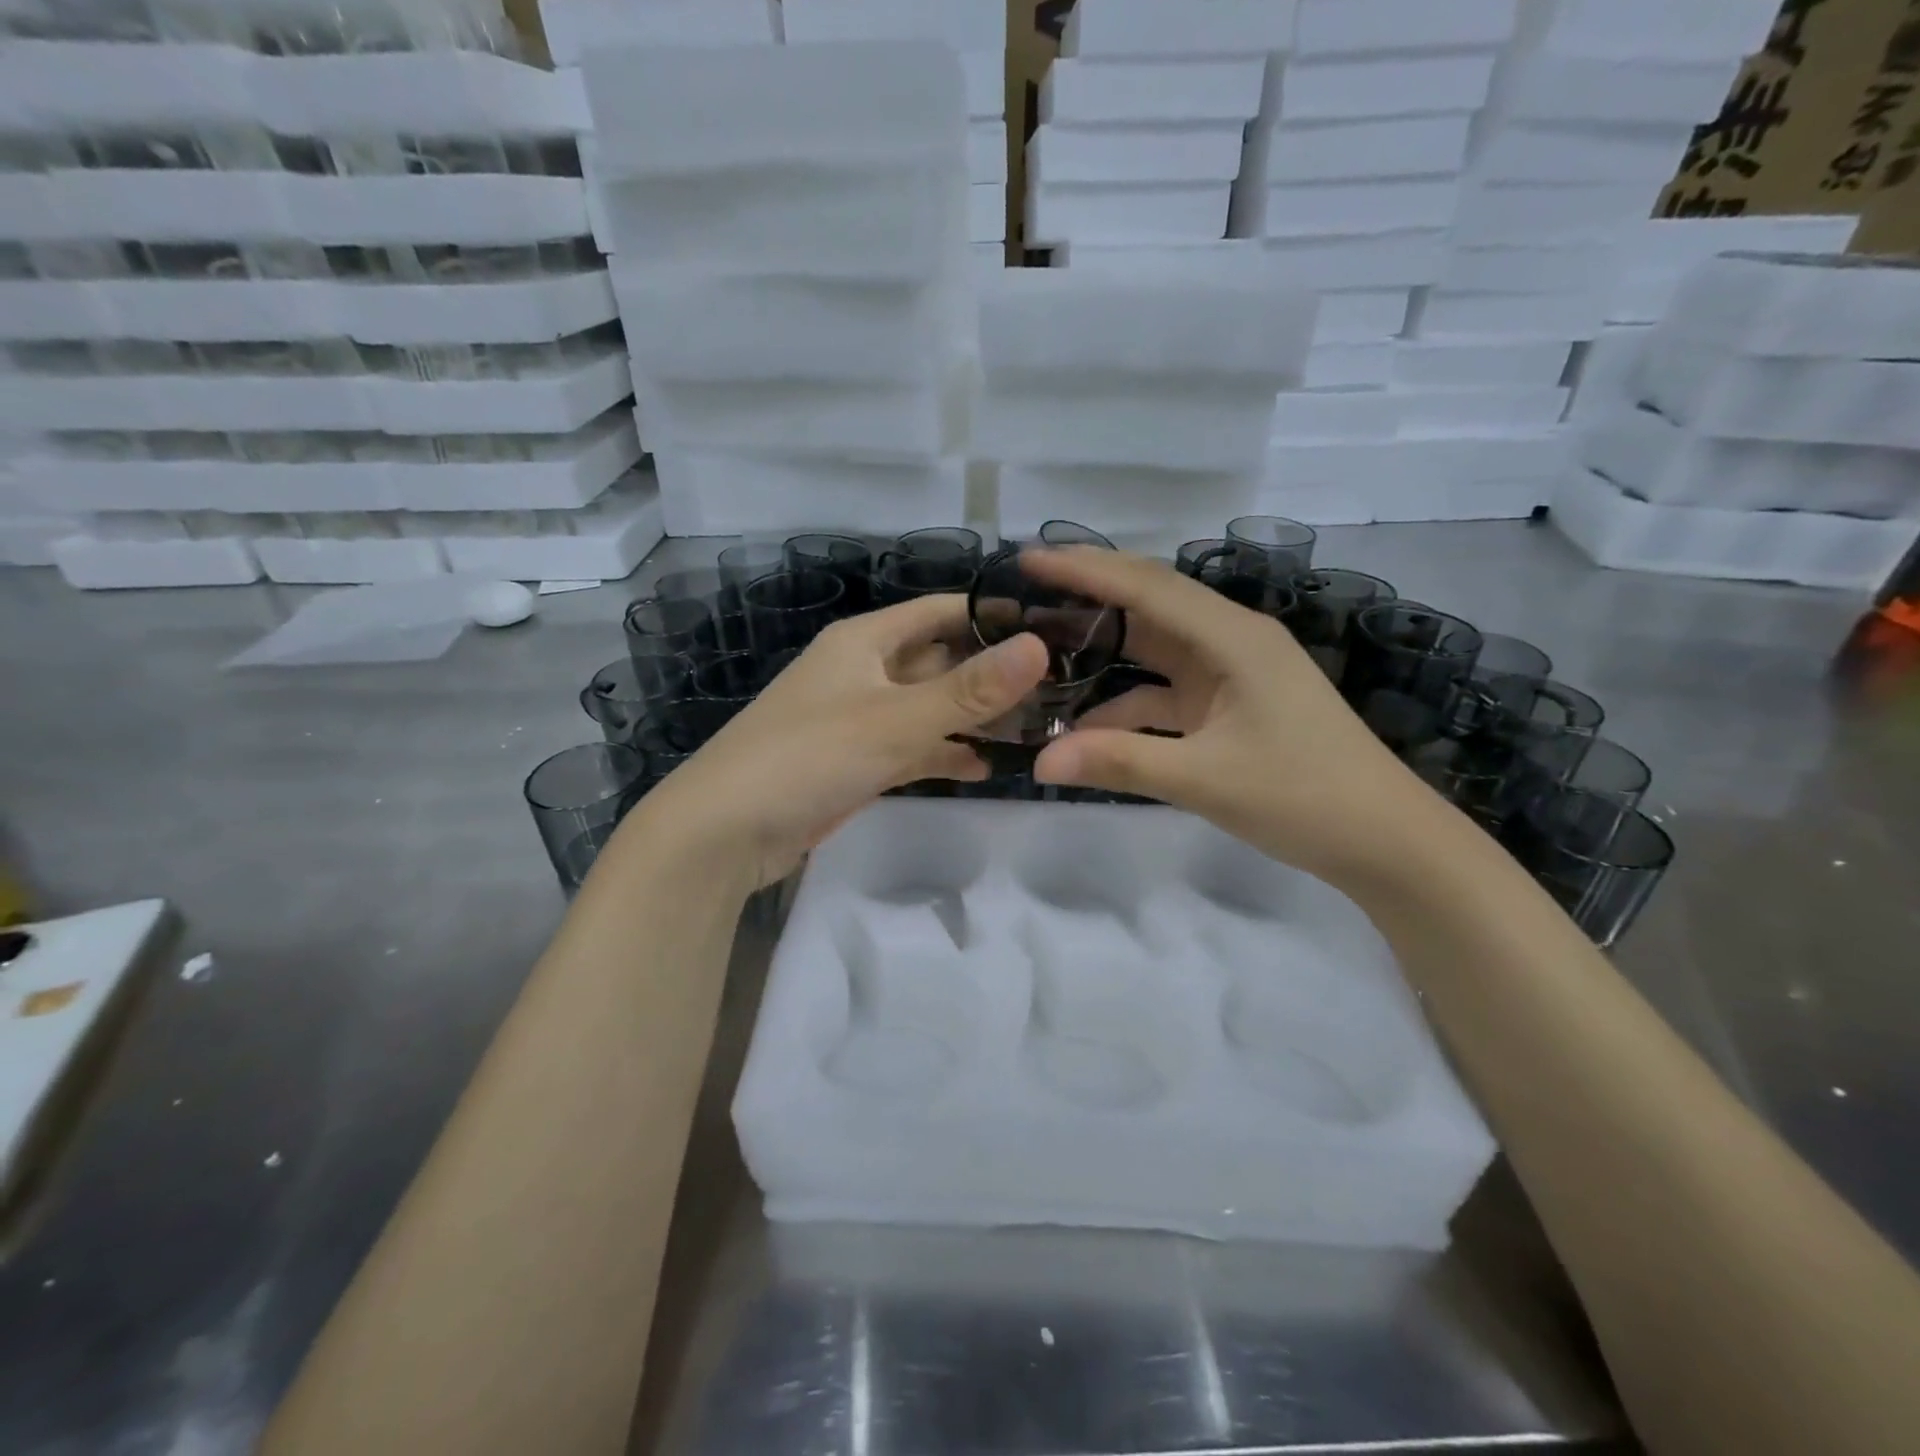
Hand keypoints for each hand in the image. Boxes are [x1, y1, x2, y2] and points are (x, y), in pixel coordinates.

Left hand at [631, 595, 1049, 889]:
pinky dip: (944, 754)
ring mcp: (860, 719)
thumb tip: (1039, 647)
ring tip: (1036, 728)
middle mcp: (864, 671)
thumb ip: (969, 689)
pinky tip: (985, 768)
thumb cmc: (810, 755)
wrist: (726, 831)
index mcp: (865, 641)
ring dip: (973, 717)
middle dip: (992, 673)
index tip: (1053, 626)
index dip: (992, 615)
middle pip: (940, 660)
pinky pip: (912, 748)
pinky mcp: (856, 762)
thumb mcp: (896, 719)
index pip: (941, 611)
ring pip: (929, 708)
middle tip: (1059, 687)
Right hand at [1027, 548, 1444, 889]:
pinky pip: (1166, 691)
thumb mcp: (1205, 779)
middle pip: (1149, 604)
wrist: (1384, 841)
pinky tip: (1087, 726)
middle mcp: (1231, 642)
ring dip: (1104, 653)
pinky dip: (1127, 703)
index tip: (1028, 558)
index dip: (1085, 569)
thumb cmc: (1305, 798)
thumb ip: (1119, 762)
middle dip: (1088, 596)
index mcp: (1234, 638)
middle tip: (1026, 594)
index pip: (1147, 587)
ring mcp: (1232, 674)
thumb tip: (1040, 762)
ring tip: (1043, 655)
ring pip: (1154, 649)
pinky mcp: (1230, 706)